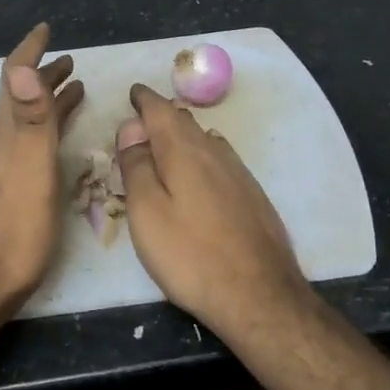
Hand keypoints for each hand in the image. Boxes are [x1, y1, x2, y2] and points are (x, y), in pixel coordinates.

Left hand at [0, 24, 83, 322]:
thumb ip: (29, 119)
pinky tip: (52, 146)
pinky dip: (45, 132)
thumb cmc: (11, 228)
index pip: (16, 79)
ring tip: (73, 92)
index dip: (30, 50)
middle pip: (21, 99)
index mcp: (5, 133)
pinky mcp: (1, 193)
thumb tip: (23, 64)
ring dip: (47, 104)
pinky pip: (26, 147)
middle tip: (71, 61)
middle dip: (45, 76)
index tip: (45, 28)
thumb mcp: (28, 170)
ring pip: (25, 124)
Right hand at [116, 84, 312, 337]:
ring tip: (168, 142)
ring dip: (184, 135)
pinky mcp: (253, 196)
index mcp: (184, 151)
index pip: (161, 110)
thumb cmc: (190, 255)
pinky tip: (202, 172)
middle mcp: (215, 152)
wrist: (258, 295)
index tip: (133, 94)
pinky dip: (203, 155)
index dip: (144, 100)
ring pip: (206, 140)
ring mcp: (239, 173)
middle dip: (163, 115)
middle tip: (144, 118)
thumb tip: (131, 128)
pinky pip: (221, 160)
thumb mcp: (147, 212)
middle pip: (185, 122)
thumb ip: (136, 166)